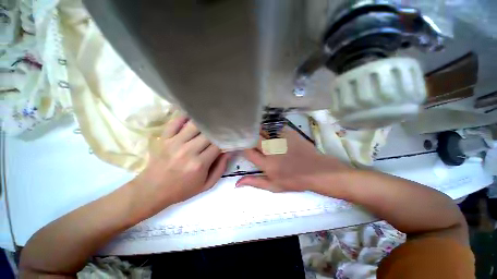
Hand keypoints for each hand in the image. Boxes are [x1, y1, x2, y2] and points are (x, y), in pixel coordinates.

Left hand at [132, 117, 230, 211]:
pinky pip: (175, 122)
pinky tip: (192, 118)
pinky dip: (185, 117)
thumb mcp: (206, 185)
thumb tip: (228, 152)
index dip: (225, 140)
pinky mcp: (164, 138)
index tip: (228, 138)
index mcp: (200, 164)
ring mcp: (175, 142)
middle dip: (216, 131)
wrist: (152, 190)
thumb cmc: (182, 189)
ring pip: (194, 125)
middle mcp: (188, 150)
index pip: (218, 144)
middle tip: (221, 130)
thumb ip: (220, 168)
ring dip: (204, 123)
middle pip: (208, 133)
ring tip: (209, 123)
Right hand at [236, 128, 349, 192]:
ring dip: (260, 133)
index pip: (248, 151)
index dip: (244, 147)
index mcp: (267, 164)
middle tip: (251, 139)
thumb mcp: (274, 186)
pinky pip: (275, 128)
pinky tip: (275, 135)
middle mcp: (272, 150)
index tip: (244, 146)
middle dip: (250, 137)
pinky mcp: (289, 133)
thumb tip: (236, 183)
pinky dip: (272, 131)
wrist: (317, 171)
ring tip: (262, 136)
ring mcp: (281, 140)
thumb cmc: (294, 181)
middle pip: (255, 138)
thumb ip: (255, 182)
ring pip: (263, 131)